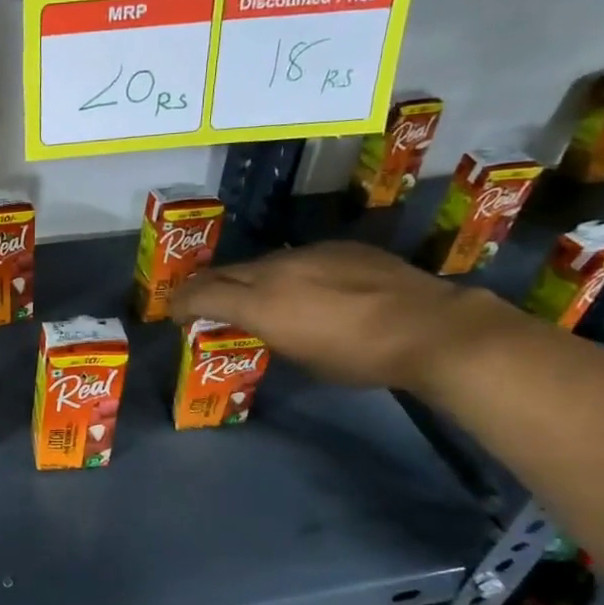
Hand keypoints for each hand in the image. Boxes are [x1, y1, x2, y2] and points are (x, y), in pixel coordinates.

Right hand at [171, 241, 516, 391]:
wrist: (427, 327)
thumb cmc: (359, 357)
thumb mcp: (301, 357)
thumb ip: (270, 332)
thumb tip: (263, 324)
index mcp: (260, 302)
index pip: (202, 293)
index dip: (182, 303)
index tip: (175, 314)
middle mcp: (275, 270)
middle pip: (225, 271)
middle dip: (206, 287)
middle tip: (201, 303)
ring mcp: (308, 253)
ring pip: (262, 263)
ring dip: (248, 279)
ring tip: (256, 297)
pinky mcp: (338, 247)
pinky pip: (298, 259)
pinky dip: (287, 274)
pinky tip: (308, 290)